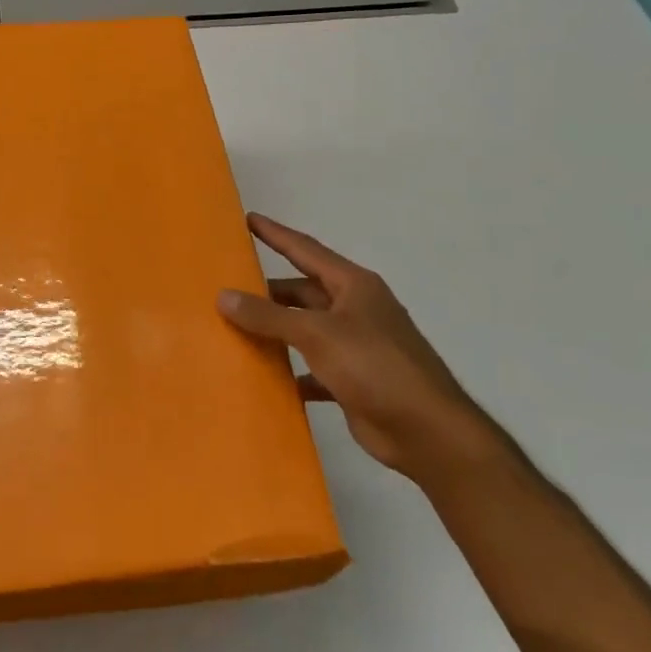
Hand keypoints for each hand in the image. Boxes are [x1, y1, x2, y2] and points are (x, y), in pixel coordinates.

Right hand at [217, 212, 498, 480]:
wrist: (427, 431)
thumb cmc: (375, 367)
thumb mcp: (317, 333)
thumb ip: (268, 316)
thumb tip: (223, 296)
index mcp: (354, 286)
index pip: (306, 250)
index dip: (276, 234)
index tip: (247, 220)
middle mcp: (355, 310)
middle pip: (302, 292)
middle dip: (267, 291)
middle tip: (225, 289)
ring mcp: (355, 346)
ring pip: (304, 330)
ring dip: (274, 331)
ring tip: (232, 329)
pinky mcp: (352, 381)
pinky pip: (310, 368)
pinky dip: (288, 370)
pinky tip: (262, 376)